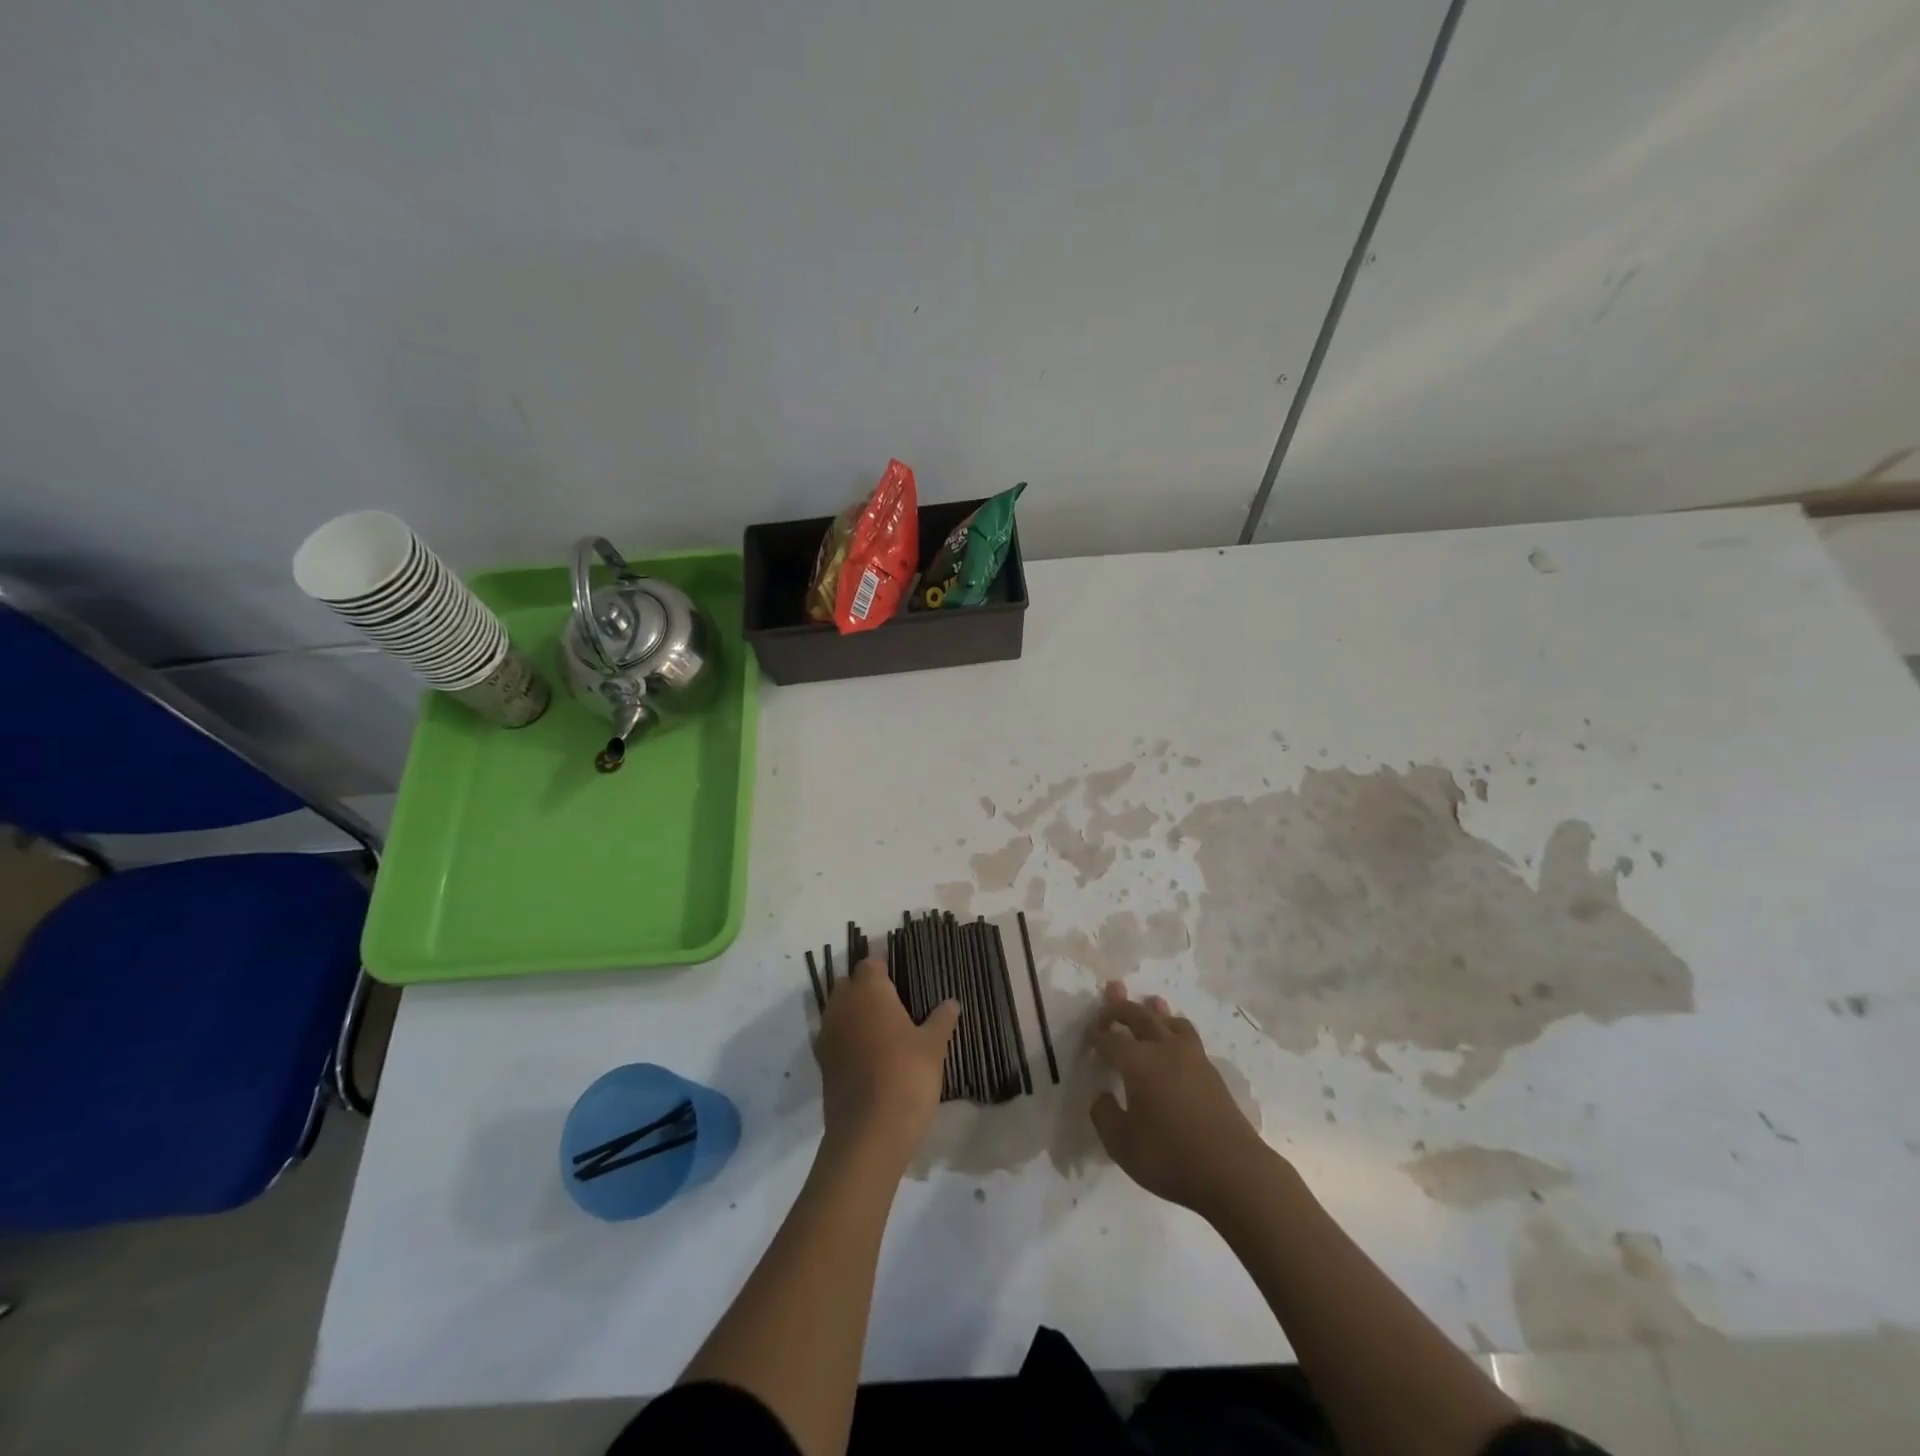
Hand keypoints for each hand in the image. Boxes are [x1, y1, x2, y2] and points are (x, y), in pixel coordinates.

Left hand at [815, 959, 958, 1167]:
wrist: (869, 1133)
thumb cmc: (906, 1076)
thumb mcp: (933, 1046)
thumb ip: (941, 1019)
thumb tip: (951, 1002)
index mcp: (869, 991)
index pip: (870, 964)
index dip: (884, 968)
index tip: (902, 979)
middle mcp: (843, 1005)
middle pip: (849, 984)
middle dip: (866, 988)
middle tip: (894, 1003)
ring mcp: (828, 1034)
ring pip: (839, 1010)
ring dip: (854, 1013)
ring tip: (883, 1029)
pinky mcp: (822, 1063)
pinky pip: (835, 1037)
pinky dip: (847, 1038)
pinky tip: (869, 1054)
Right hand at [1089, 982, 1277, 1222]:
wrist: (1233, 1171)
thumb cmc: (1170, 1157)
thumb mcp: (1121, 1145)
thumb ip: (1104, 1115)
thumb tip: (1102, 1095)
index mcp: (1138, 1061)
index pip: (1111, 1038)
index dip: (1097, 1035)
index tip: (1089, 1037)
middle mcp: (1164, 1049)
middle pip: (1140, 1015)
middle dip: (1121, 1006)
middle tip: (1110, 997)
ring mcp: (1192, 1057)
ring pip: (1170, 1020)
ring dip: (1155, 1011)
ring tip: (1150, 1003)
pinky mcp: (1211, 1071)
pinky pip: (1187, 1035)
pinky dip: (1174, 1028)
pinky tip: (1174, 1040)